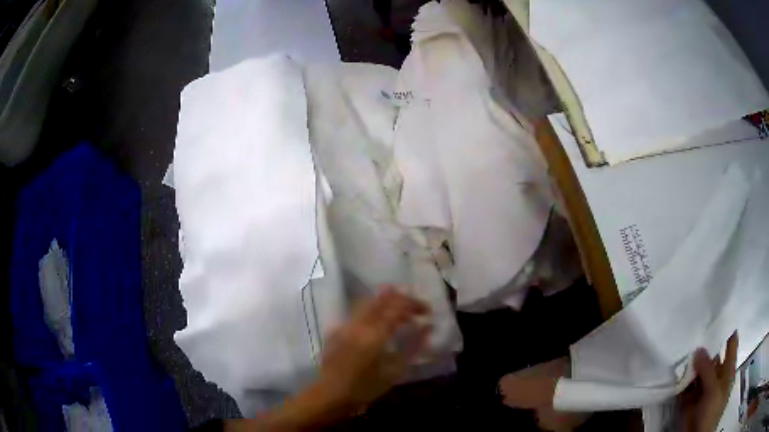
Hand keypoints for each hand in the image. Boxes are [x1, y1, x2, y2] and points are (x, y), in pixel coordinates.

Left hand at [314, 286, 430, 410]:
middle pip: (381, 299)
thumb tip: (427, 327)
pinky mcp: (336, 330)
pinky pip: (357, 313)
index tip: (427, 311)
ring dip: (387, 303)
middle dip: (401, 299)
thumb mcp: (394, 372)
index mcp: (374, 334)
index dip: (414, 304)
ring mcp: (345, 325)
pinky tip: (378, 324)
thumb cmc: (365, 388)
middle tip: (415, 310)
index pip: (397, 307)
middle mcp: (359, 324)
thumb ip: (412, 347)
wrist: (329, 395)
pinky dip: (373, 312)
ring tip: (400, 314)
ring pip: (368, 303)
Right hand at [681, 332, 738, 431]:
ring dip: (691, 362)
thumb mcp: (714, 389)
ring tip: (681, 345)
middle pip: (713, 354)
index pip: (731, 341)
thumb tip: (698, 348)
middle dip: (704, 344)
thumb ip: (708, 369)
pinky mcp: (690, 398)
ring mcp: (703, 386)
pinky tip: (675, 369)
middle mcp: (716, 373)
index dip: (726, 327)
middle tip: (693, 327)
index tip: (717, 312)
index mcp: (727, 368)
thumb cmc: (713, 409)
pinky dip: (681, 379)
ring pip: (698, 369)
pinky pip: (686, 385)